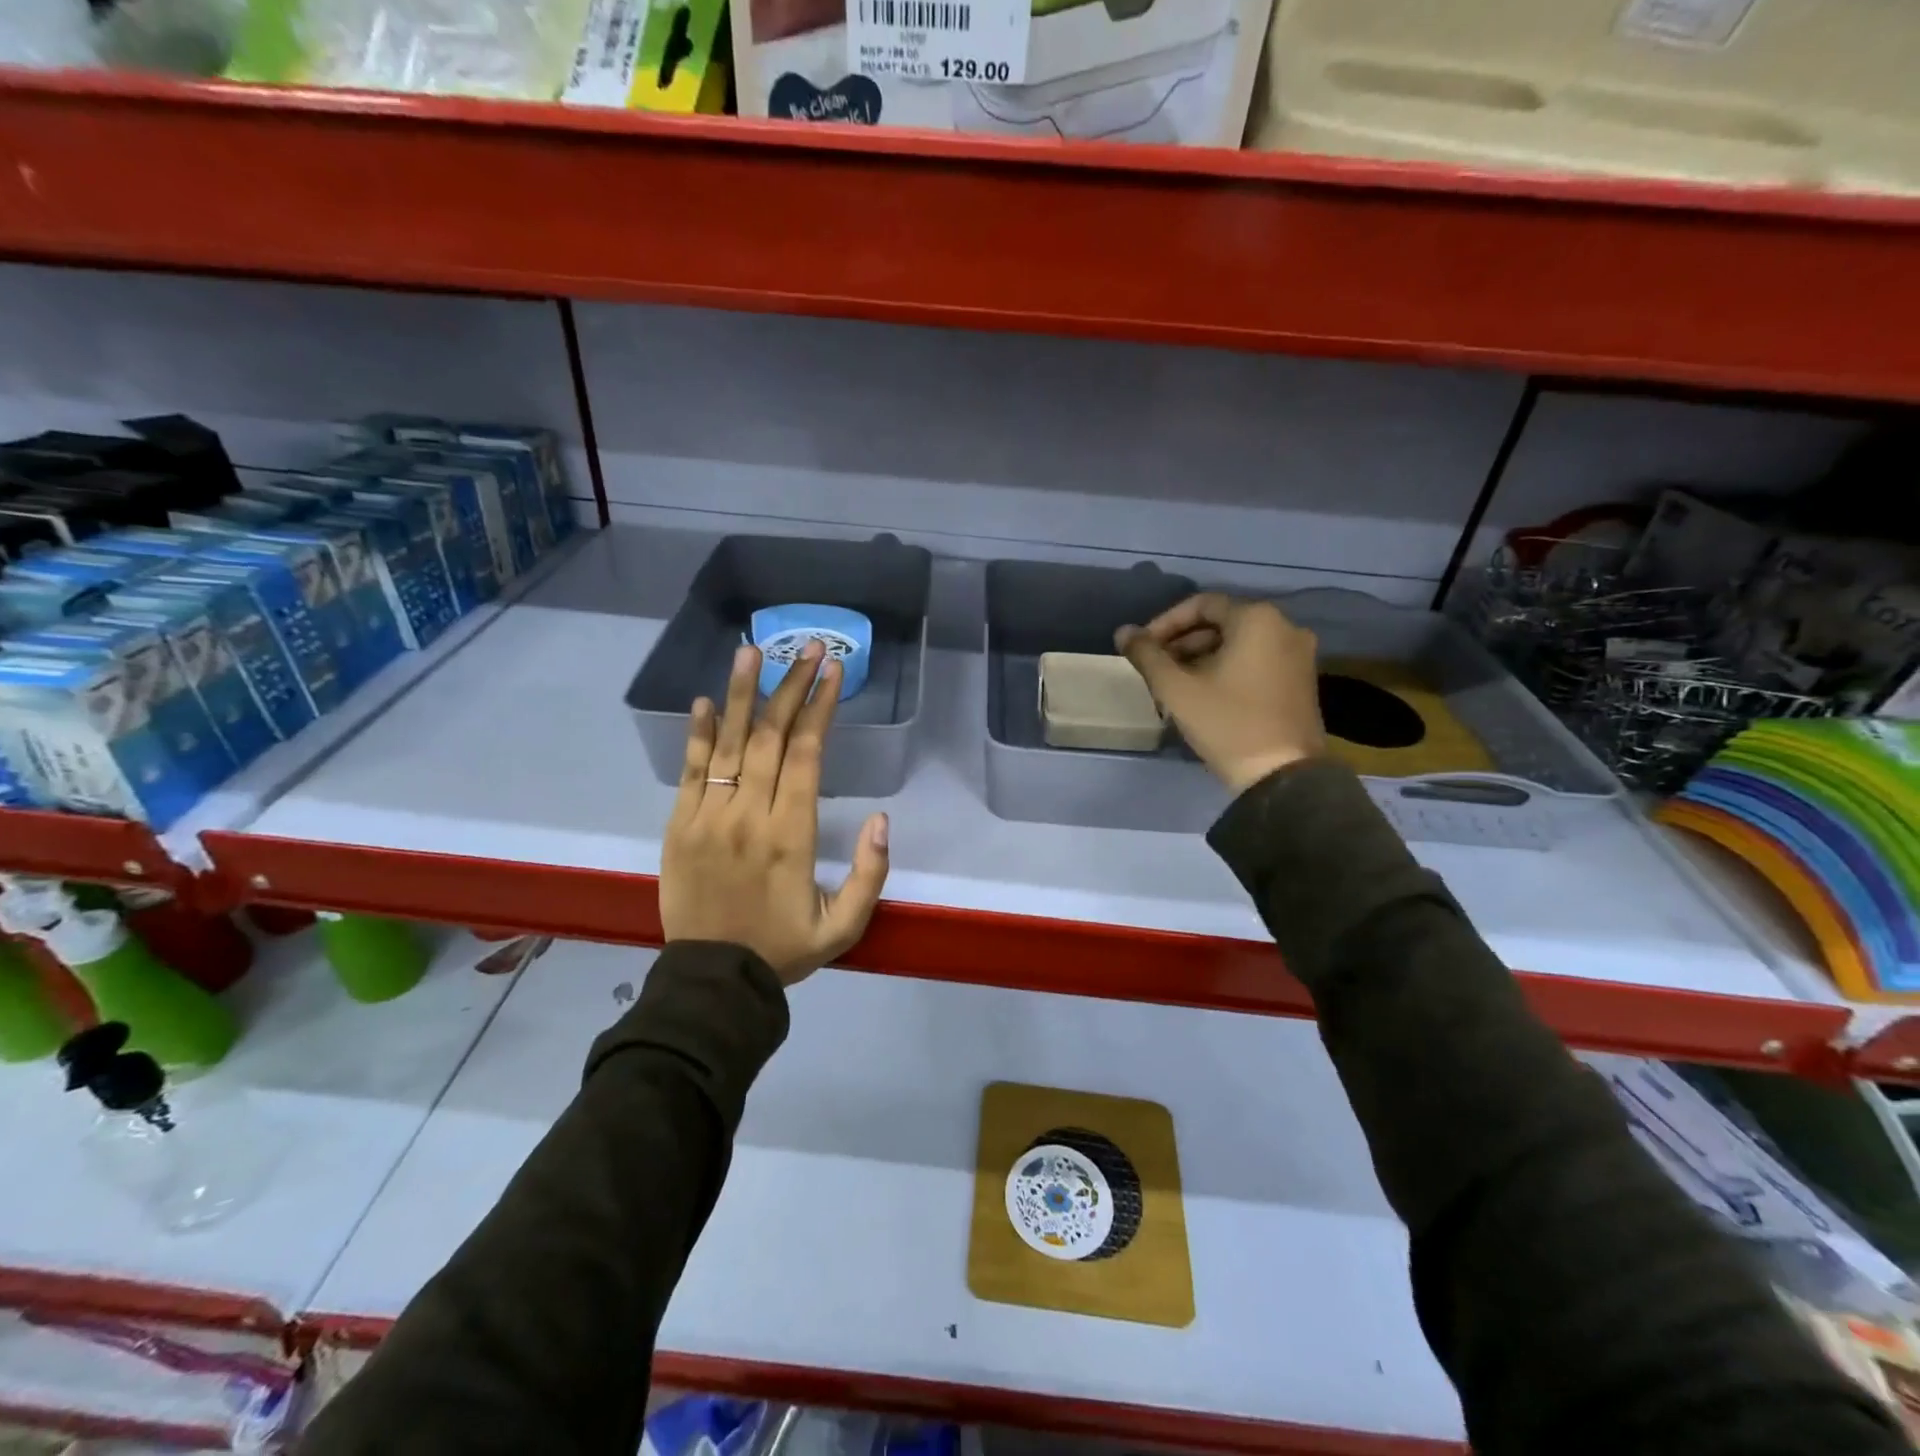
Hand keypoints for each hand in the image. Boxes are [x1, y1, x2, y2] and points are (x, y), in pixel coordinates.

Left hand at [660, 640, 889, 986]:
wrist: (712, 981)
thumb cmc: (783, 950)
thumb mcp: (844, 926)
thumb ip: (870, 873)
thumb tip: (882, 819)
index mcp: (790, 834)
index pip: (806, 754)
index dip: (819, 706)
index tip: (832, 669)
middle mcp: (748, 814)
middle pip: (770, 736)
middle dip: (790, 685)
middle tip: (806, 646)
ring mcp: (708, 817)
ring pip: (728, 743)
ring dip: (742, 694)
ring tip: (751, 650)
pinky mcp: (679, 826)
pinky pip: (690, 771)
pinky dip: (699, 734)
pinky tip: (707, 701)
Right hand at [1116, 593, 1326, 793]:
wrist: (1281, 775)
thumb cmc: (1227, 723)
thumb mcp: (1176, 689)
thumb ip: (1147, 655)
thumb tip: (1123, 631)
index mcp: (1257, 619)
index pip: (1201, 604)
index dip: (1165, 623)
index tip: (1143, 647)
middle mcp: (1285, 627)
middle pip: (1222, 623)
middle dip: (1183, 642)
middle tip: (1155, 667)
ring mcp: (1298, 655)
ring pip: (1239, 643)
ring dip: (1202, 657)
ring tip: (1174, 684)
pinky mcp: (1301, 680)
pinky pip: (1257, 660)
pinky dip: (1227, 668)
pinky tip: (1204, 693)